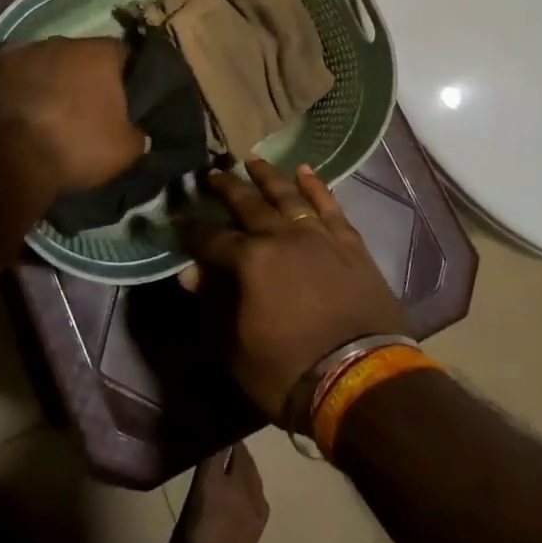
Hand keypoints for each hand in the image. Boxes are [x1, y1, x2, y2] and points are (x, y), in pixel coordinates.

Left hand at [0, 37, 144, 197]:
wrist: (10, 156)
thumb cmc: (76, 147)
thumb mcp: (125, 151)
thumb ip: (138, 134)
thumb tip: (138, 132)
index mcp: (102, 53)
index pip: (123, 55)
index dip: (125, 77)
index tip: (124, 100)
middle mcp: (65, 41)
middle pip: (82, 55)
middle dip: (84, 76)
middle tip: (85, 107)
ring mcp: (26, 49)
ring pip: (47, 60)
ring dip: (50, 78)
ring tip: (48, 110)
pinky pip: (15, 71)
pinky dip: (19, 83)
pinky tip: (19, 105)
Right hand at [181, 159, 407, 422]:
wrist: (363, 382)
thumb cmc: (290, 372)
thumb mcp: (237, 349)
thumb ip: (214, 305)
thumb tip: (190, 274)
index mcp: (250, 261)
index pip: (212, 239)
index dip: (192, 230)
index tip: (178, 218)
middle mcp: (282, 237)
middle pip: (249, 205)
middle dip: (227, 188)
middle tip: (212, 173)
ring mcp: (319, 237)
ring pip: (289, 197)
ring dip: (269, 177)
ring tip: (253, 160)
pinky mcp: (350, 245)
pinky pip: (330, 207)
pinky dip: (317, 187)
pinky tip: (305, 171)